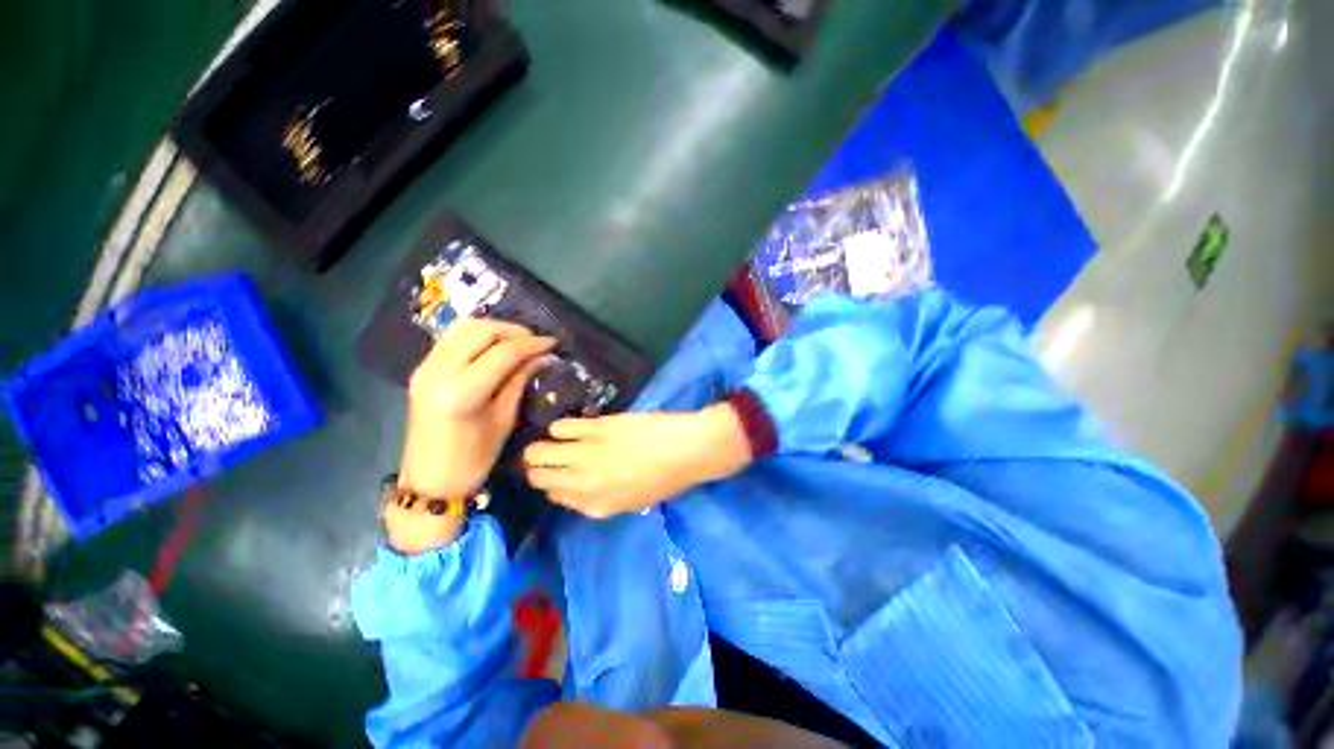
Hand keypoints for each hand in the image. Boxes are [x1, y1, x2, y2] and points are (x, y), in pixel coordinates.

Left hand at [391, 320, 554, 551]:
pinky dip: (477, 335)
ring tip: (518, 341)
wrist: (430, 480)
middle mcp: (439, 371)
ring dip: (495, 329)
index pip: (503, 352)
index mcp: (461, 391)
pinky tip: (494, 346)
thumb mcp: (504, 419)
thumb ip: (520, 380)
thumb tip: (543, 357)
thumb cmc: (474, 458)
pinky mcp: (422, 368)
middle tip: (536, 342)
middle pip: (481, 330)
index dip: (532, 344)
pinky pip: (452, 338)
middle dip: (514, 331)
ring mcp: (425, 367)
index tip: (553, 343)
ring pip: (464, 327)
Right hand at [522, 403, 751, 518]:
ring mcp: (587, 453)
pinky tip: (562, 429)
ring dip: (540, 449)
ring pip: (540, 452)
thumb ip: (601, 501)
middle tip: (543, 460)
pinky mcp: (595, 427)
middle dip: (536, 469)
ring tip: (549, 443)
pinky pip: (561, 428)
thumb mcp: (634, 502)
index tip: (553, 478)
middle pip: (539, 476)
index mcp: (596, 505)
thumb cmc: (667, 479)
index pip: (556, 497)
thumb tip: (577, 489)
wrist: (687, 449)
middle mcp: (583, 482)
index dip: (552, 486)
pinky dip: (557, 429)